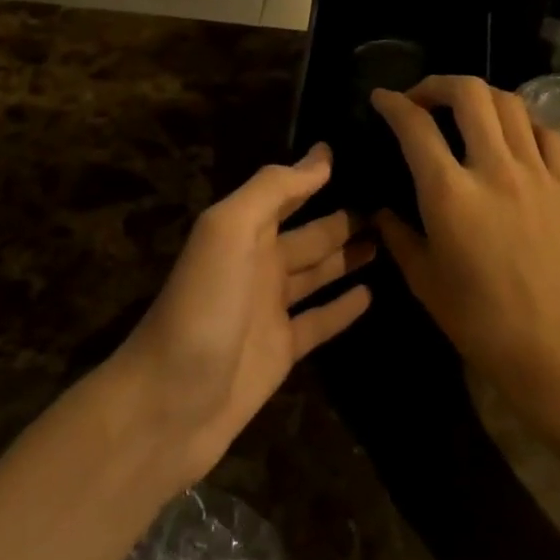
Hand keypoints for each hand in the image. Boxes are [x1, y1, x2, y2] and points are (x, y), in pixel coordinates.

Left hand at [120, 145, 372, 487]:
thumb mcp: (228, 232)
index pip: (288, 191)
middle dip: (344, 216)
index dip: (318, 173)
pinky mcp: (282, 351)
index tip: (363, 152)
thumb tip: (321, 155)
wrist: (167, 407)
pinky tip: (372, 293)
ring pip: (319, 272)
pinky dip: (344, 307)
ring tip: (390, 238)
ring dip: (349, 255)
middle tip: (393, 201)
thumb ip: (272, 190)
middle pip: (310, 232)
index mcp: (243, 229)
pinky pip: (321, 321)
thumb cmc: (201, 307)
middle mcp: (259, 262)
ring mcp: (270, 309)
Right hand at [371, 77, 559, 423]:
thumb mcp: (424, 280)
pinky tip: (512, 135)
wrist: (556, 350)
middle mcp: (493, 169)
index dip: (392, 103)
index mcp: (450, 194)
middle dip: (437, 83)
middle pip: (468, 93)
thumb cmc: (480, 322)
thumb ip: (397, 236)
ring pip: (509, 102)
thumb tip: (380, 211)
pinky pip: (546, 132)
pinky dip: (523, 121)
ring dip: (480, 95)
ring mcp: (536, 173)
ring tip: (465, 110)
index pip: (415, 126)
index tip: (381, 98)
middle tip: (422, 98)